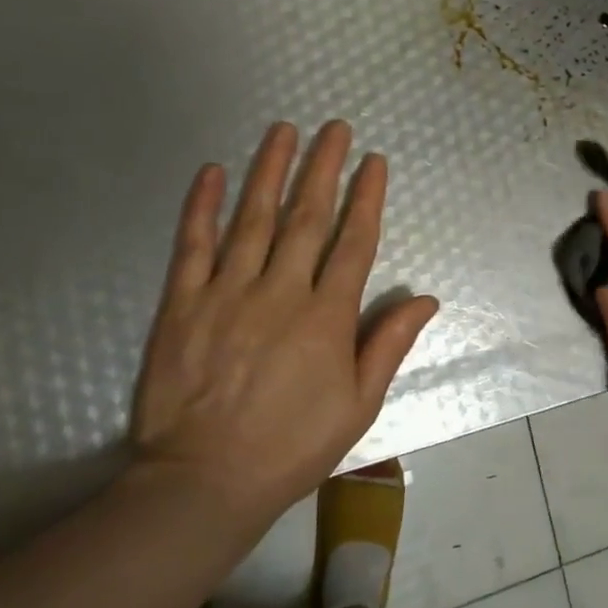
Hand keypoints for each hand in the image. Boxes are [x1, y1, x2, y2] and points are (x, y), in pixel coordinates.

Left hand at [128, 121, 439, 536]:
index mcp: (327, 317)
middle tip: (334, 127)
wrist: (203, 481)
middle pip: (307, 217)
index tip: (373, 161)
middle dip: (323, 167)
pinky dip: (202, 207)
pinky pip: (193, 246)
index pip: (353, 242)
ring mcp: (227, 293)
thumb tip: (426, 299)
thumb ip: (389, 344)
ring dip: (270, 170)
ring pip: (253, 219)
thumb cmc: (292, 446)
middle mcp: (281, 292)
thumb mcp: (359, 404)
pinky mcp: (181, 304)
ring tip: (283, 130)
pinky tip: (213, 171)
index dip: (366, 197)